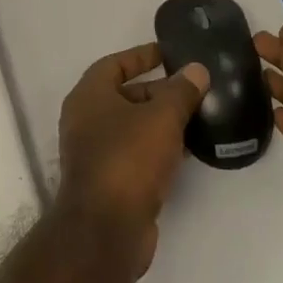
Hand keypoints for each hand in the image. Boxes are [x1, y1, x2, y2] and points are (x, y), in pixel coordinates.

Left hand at [57, 42, 209, 275]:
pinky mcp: (108, 181)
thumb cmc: (129, 158)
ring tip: (197, 116)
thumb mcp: (162, 117)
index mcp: (89, 95)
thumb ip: (181, 91)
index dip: (142, 56)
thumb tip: (196, 70)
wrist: (106, 229)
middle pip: (124, 95)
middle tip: (193, 89)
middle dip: (158, 91)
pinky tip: (187, 150)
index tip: (169, 53)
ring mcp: (94, 152)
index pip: (115, 64)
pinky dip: (157, 147)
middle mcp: (85, 120)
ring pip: (132, 126)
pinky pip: (135, 153)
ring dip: (160, 121)